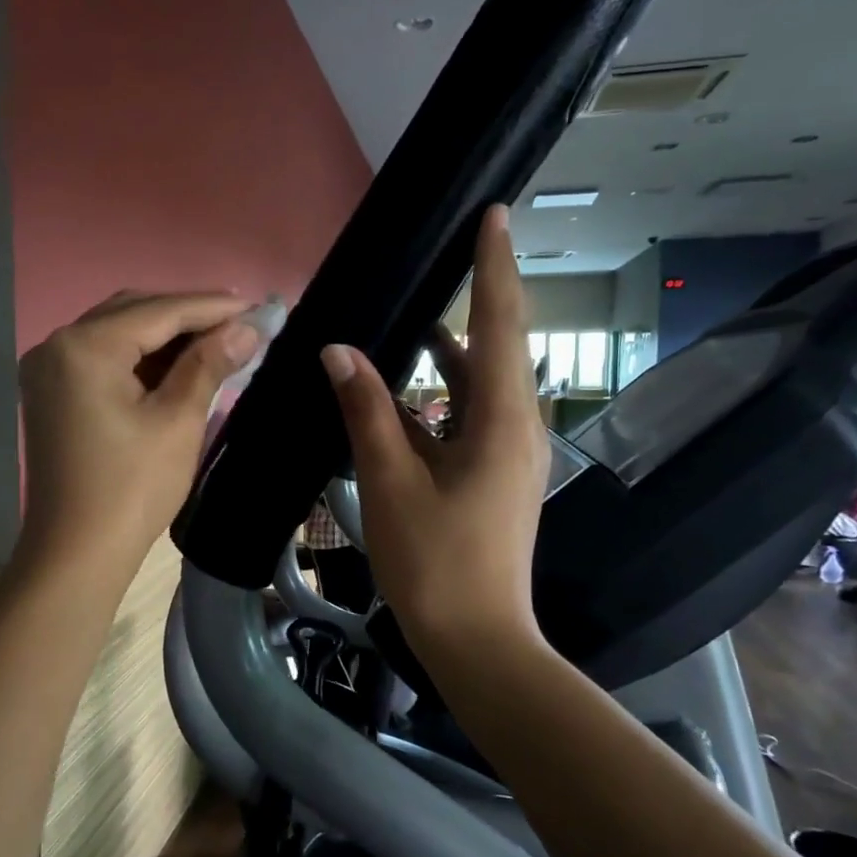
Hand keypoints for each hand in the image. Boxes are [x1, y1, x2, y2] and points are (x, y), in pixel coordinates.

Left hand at [19, 291, 258, 573]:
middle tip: (240, 323)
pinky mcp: (52, 394)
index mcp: (84, 346)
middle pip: (133, 313)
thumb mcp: (178, 421)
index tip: (258, 307)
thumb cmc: (132, 489)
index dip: (212, 307)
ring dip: (165, 335)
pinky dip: (140, 358)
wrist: (77, 554)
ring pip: (117, 334)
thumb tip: (247, 327)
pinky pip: (102, 359)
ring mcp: (49, 370)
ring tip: (217, 341)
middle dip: (187, 316)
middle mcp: (57, 345)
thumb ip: (209, 364)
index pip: (159, 311)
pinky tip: (177, 365)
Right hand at [319, 205, 549, 658]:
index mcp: (502, 423)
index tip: (495, 215)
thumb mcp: (392, 483)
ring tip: (418, 311)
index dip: (495, 267)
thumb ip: (367, 412)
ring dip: (452, 348)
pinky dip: (442, 392)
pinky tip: (407, 387)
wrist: (477, 642)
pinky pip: (470, 414)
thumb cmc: (436, 564)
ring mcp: (508, 454)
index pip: (500, 325)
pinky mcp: (494, 475)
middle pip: (498, 346)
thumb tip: (339, 351)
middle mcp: (517, 428)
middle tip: (454, 250)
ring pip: (481, 383)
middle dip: (479, 296)